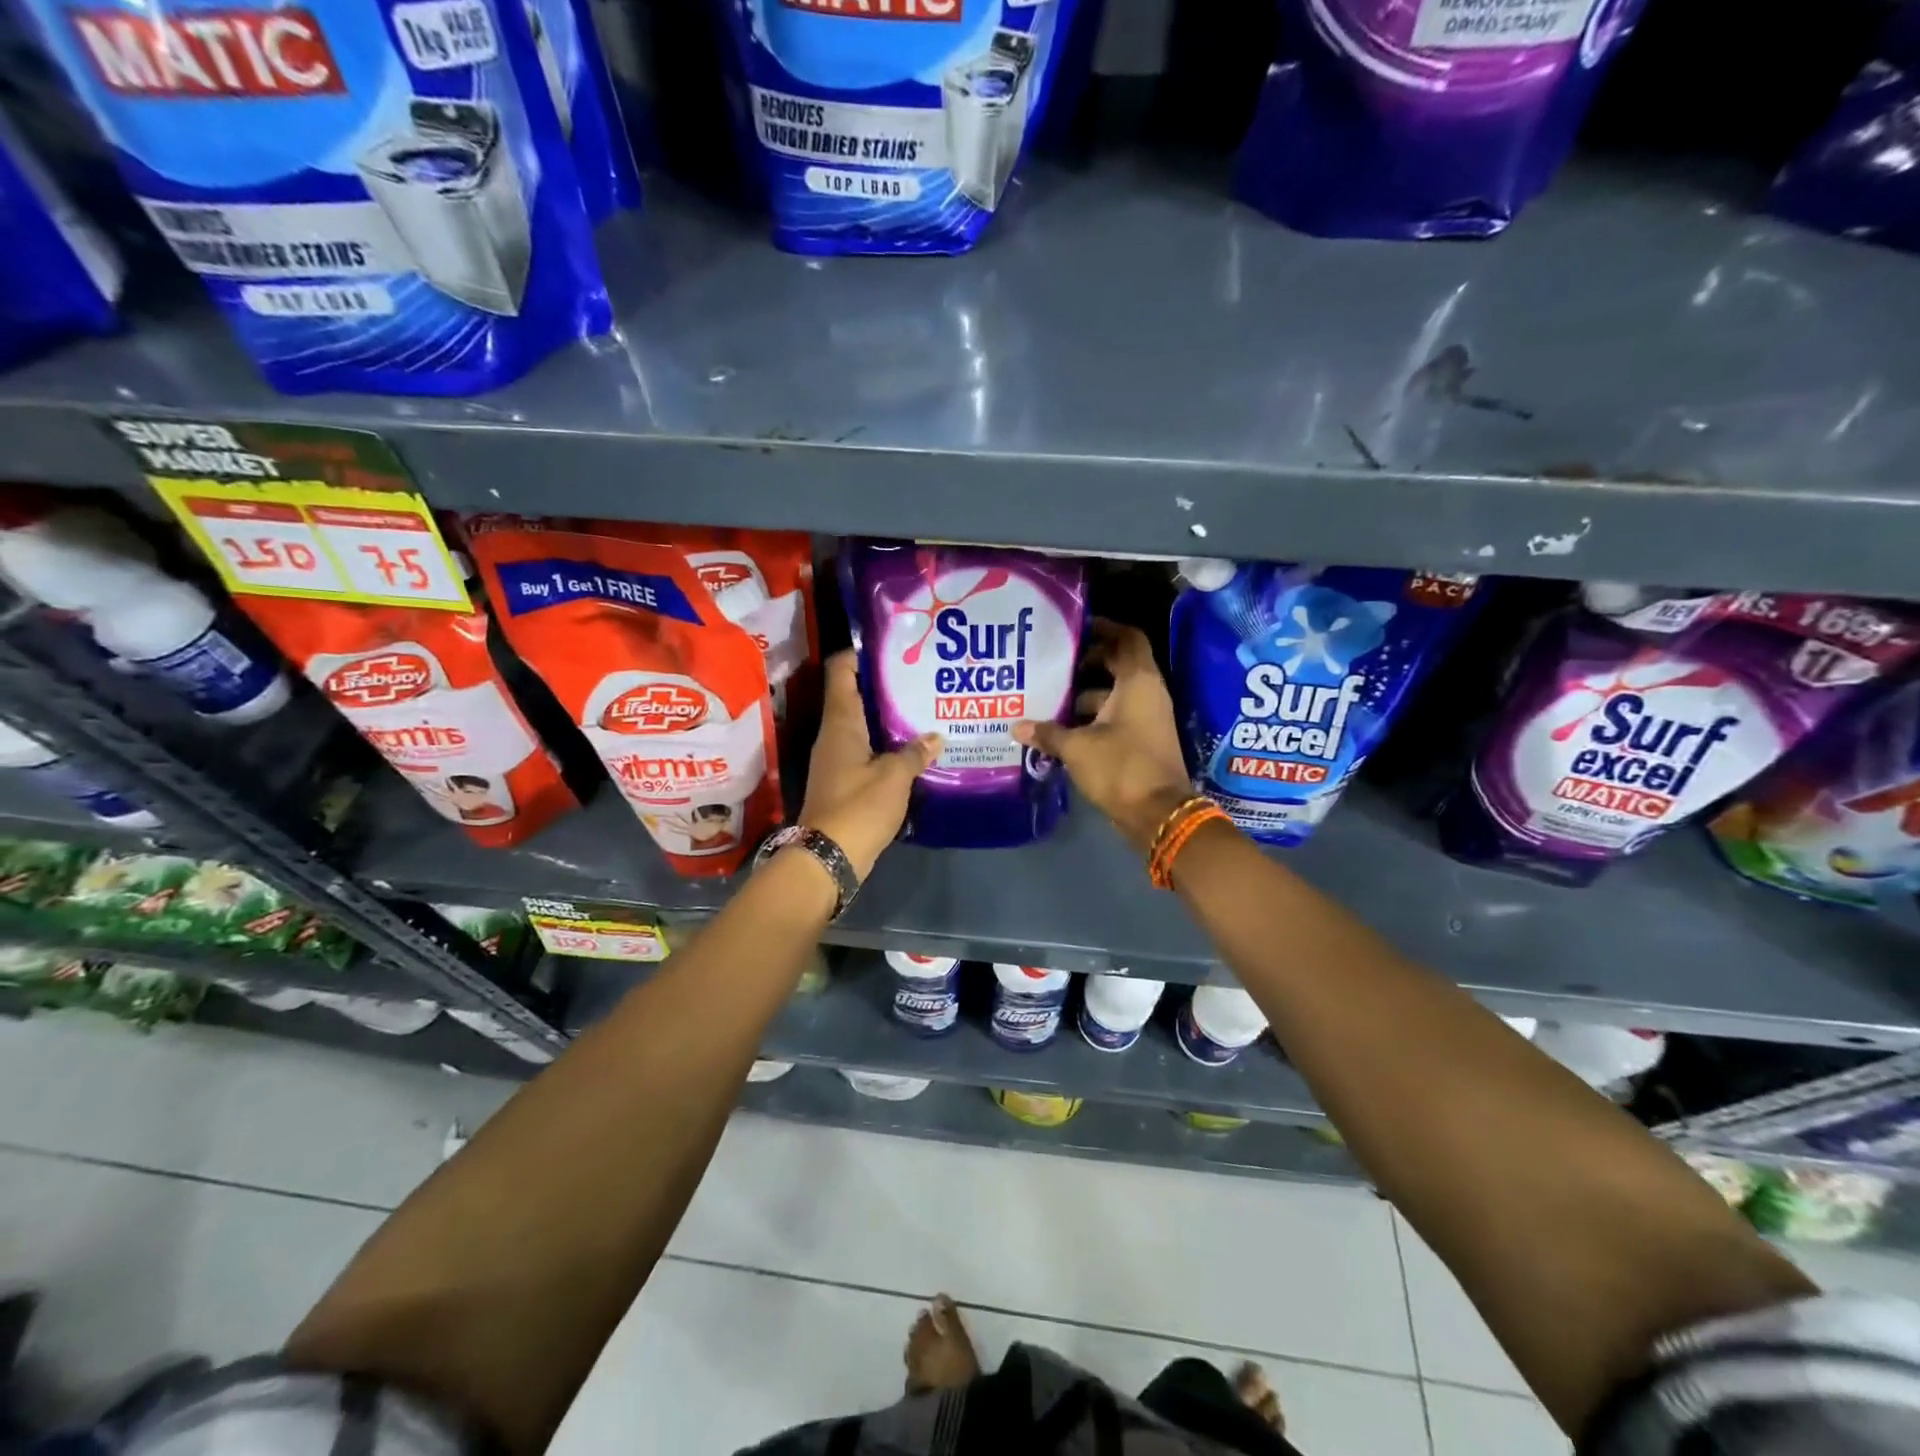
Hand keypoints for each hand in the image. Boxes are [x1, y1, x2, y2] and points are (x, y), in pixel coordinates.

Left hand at [799, 651, 941, 878]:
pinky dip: (889, 745)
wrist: (828, 858)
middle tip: (921, 676)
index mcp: (841, 724)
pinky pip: (868, 751)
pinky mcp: (846, 782)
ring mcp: (838, 759)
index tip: (892, 646)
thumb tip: (935, 737)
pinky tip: (916, 748)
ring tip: (925, 707)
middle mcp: (835, 735)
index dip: (862, 654)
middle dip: (886, 685)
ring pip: (865, 726)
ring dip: (890, 717)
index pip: (842, 672)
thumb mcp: (893, 778)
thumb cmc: (858, 808)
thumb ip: (914, 753)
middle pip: (856, 696)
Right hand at [1012, 619, 1193, 853]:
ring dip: (1085, 694)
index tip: (1076, 628)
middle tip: (1054, 662)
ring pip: (1114, 693)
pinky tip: (1062, 727)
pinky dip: (1092, 717)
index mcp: (1138, 682)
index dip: (1104, 627)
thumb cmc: (1121, 767)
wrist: (1159, 814)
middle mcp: (1148, 693)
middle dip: (1087, 661)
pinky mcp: (1142, 740)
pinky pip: (1116, 717)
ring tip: (1049, 696)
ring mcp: (1147, 718)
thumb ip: (1048, 733)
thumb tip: (1017, 727)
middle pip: (1118, 664)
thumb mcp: (1077, 748)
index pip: (1127, 638)